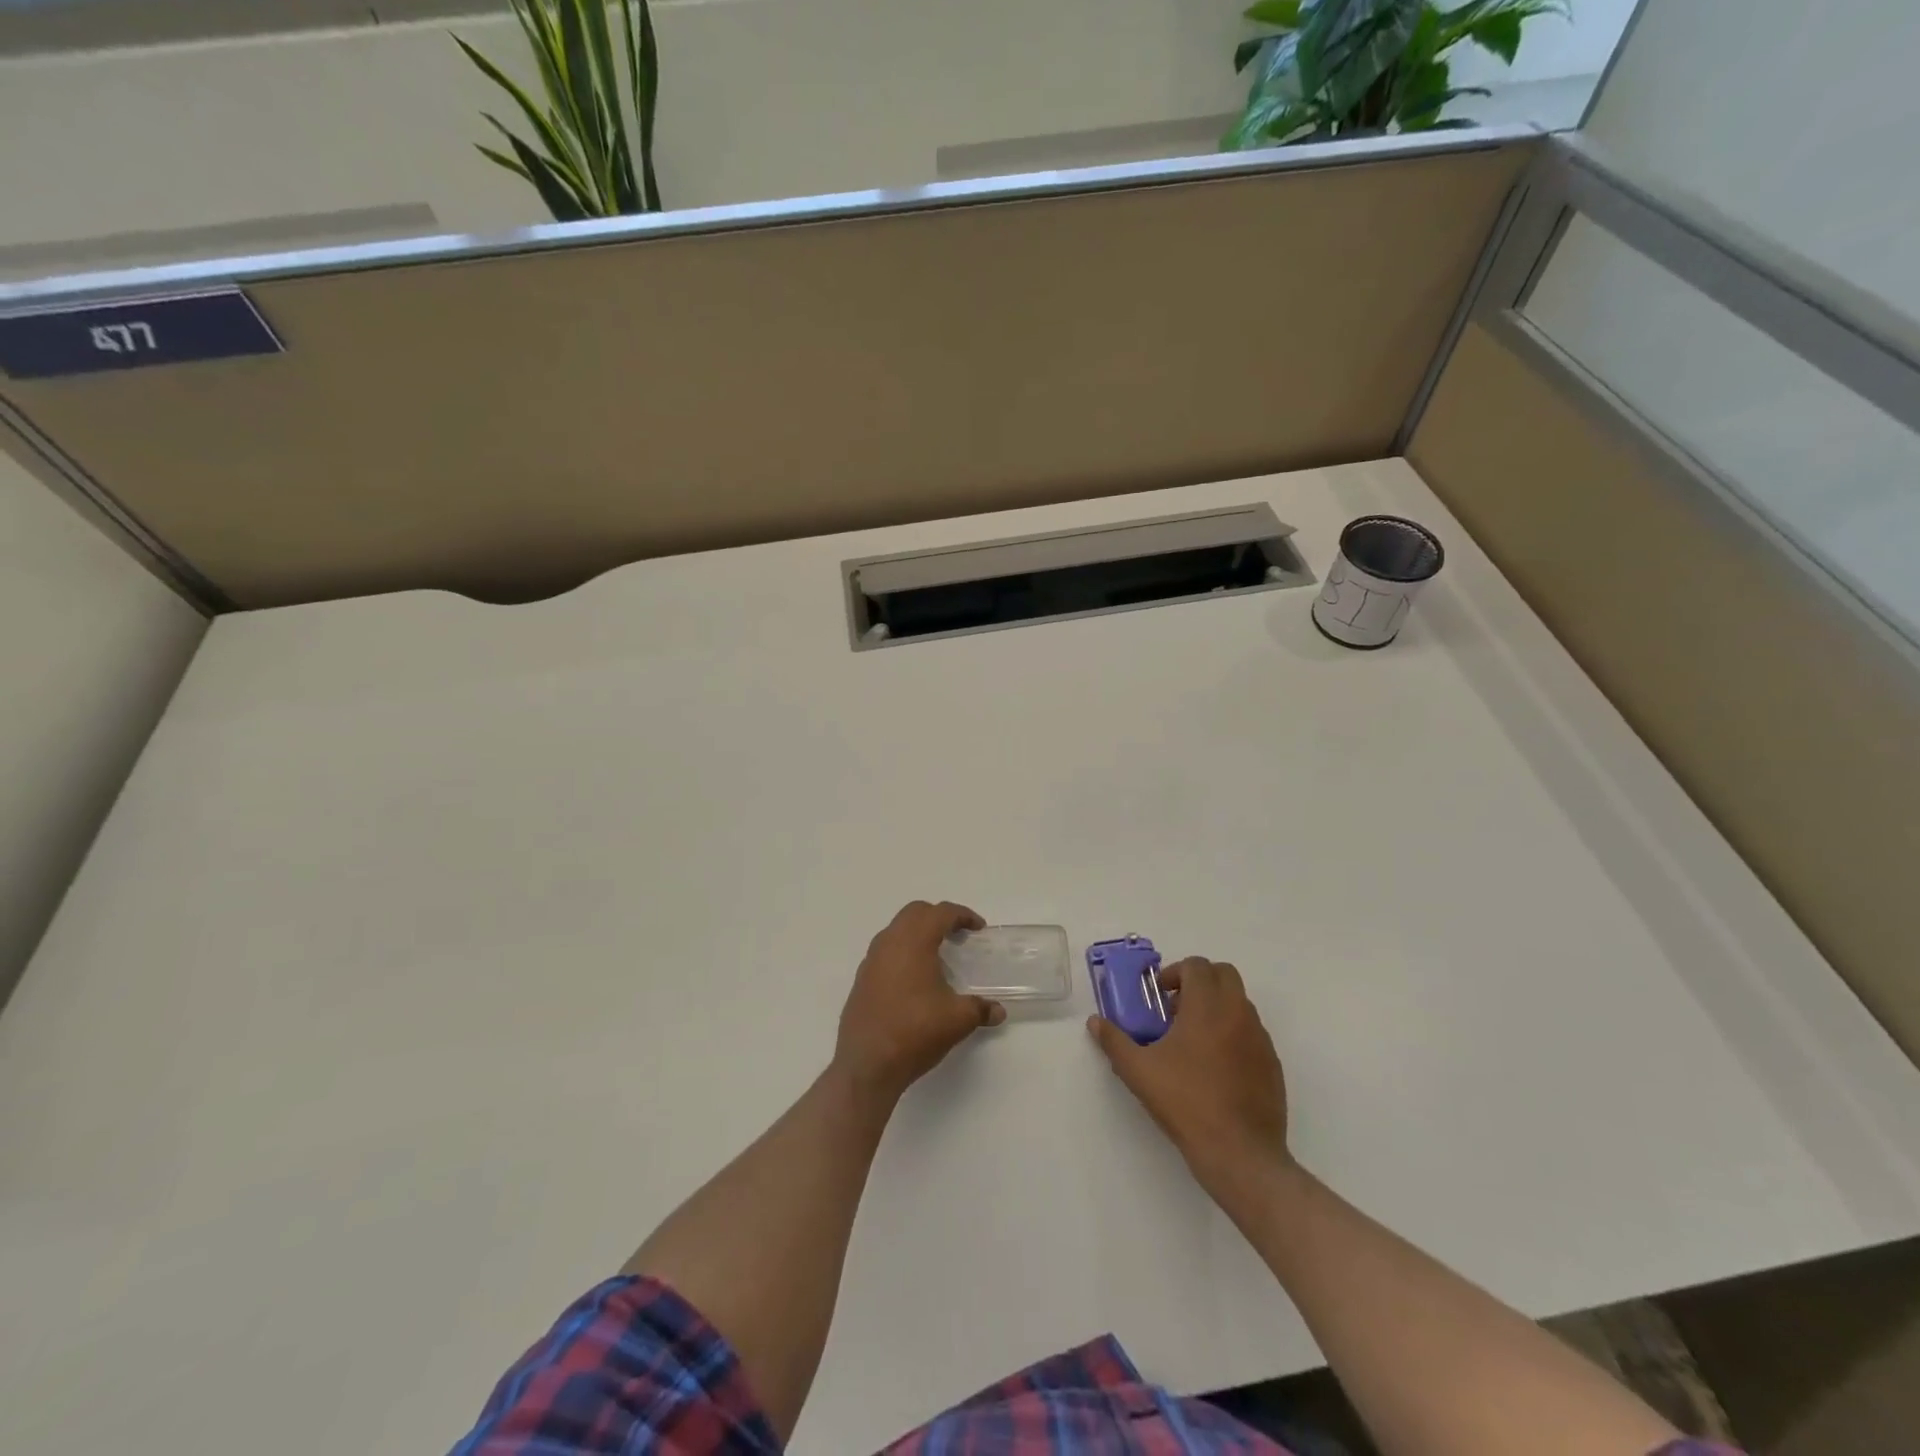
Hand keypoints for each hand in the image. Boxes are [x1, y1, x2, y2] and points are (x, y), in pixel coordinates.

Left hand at [835, 901, 1005, 1102]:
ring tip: (937, 957)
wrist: (867, 1065)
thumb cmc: (915, 1032)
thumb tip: (998, 1011)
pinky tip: (914, 980)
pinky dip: (903, 953)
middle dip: (938, 917)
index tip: (978, 928)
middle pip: (915, 913)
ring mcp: (870, 961)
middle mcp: (889, 943)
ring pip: (896, 931)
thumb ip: (980, 1009)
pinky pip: (885, 952)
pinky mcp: (861, 980)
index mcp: (913, 942)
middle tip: (958, 935)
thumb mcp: (957, 1020)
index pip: (940, 913)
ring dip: (918, 934)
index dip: (962, 915)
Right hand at [1088, 957, 1290, 1188]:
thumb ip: (1114, 1041)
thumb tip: (1095, 1022)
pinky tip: (1215, 1068)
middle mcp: (1238, 1013)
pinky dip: (1233, 1033)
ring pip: (1240, 1003)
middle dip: (1199, 982)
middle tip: (1176, 1009)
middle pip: (1224, 974)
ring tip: (1192, 1041)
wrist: (1240, 1154)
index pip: (1197, 965)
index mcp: (1207, 1007)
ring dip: (1216, 1007)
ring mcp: (1260, 1039)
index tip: (1159, 997)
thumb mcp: (1138, 1072)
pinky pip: (1251, 1032)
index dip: (1175, 973)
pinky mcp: (1272, 1064)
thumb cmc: (1186, 1103)